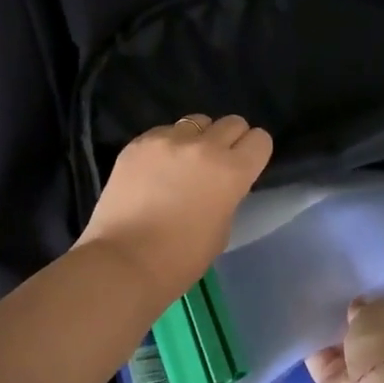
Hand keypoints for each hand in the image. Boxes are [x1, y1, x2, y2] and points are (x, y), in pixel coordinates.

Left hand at [76, 114, 273, 300]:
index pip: (260, 140)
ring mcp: (168, 140)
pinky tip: (154, 169)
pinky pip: (164, 131)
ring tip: (182, 163)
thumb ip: (227, 194)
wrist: (123, 261)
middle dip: (229, 140)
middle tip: (215, 164)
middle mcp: (204, 146)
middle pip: (231, 123)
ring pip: (196, 121)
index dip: (253, 153)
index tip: (244, 166)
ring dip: (197, 138)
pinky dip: (166, 145)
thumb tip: (219, 181)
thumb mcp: (222, 228)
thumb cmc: (180, 259)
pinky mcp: (139, 142)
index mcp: (232, 171)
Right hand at [306, 298, 383, 382]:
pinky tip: (301, 328)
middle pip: (373, 333)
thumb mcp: (380, 311)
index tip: (367, 288)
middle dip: (357, 320)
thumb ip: (367, 308)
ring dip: (333, 335)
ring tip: (312, 306)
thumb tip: (359, 308)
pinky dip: (312, 350)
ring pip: (347, 349)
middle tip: (335, 294)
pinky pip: (323, 363)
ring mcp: (368, 377)